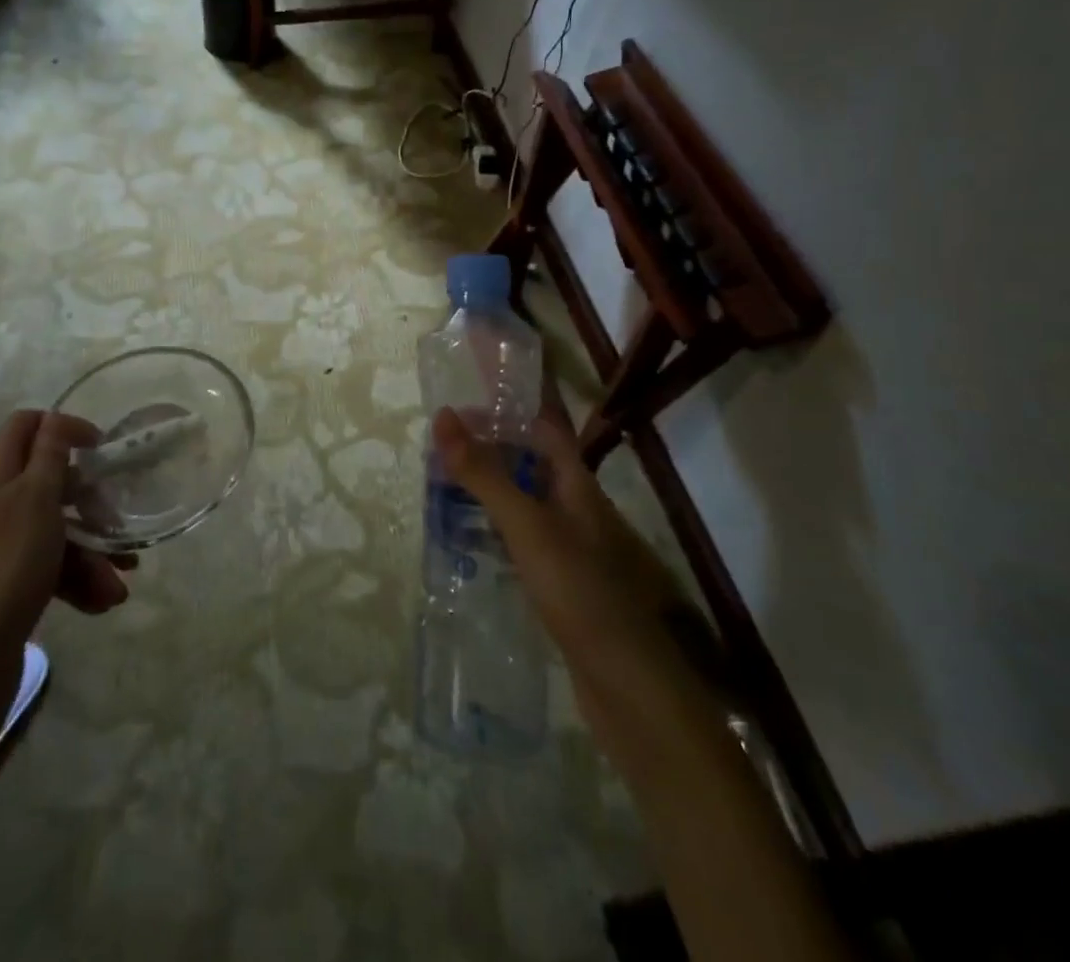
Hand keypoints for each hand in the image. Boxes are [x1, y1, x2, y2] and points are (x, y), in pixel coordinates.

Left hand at [0, 411, 135, 695]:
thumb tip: (53, 416)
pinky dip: (77, 578)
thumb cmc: (9, 564)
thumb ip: (50, 454)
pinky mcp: (8, 579)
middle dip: (90, 503)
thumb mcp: (37, 498)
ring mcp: (0, 543)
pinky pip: (50, 564)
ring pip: (57, 528)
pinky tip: (102, 600)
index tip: (101, 447)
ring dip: (92, 551)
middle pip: (50, 481)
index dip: (64, 427)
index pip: (26, 425)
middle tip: (117, 518)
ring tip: (120, 583)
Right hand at [432, 406, 722, 758]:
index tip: (473, 383)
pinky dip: (493, 523)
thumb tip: (444, 416)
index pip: (544, 422)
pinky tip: (468, 537)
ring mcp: (569, 544)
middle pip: (530, 457)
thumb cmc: (580, 591)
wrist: (628, 687)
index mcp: (575, 482)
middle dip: (490, 442)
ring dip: (489, 483)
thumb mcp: (527, 526)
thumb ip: (484, 474)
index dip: (513, 399)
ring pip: (523, 496)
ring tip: (443, 480)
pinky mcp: (559, 580)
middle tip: (442, 439)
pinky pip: (520, 534)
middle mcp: (575, 505)